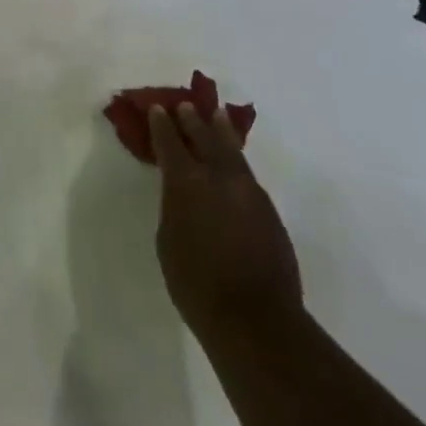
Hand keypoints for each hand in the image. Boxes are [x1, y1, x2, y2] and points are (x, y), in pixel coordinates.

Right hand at [148, 102, 301, 334]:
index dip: (161, 124)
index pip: (169, 142)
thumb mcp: (168, 240)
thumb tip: (184, 196)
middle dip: (193, 120)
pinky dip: (236, 161)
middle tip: (187, 105)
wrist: (256, 320)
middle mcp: (218, 176)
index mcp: (186, 181)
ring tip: (218, 116)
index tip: (156, 108)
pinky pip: (247, 175)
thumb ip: (174, 207)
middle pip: (204, 137)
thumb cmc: (197, 284)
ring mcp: (248, 192)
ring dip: (221, 132)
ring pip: (232, 151)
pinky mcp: (269, 211)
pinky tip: (233, 163)